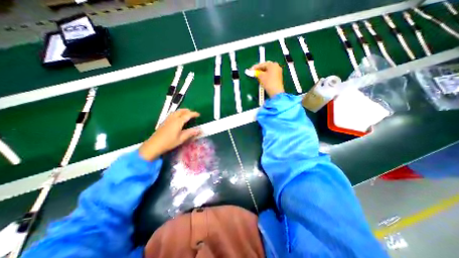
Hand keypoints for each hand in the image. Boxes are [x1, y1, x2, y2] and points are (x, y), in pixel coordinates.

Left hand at [139, 109, 200, 160]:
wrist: (154, 145)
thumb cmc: (169, 142)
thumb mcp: (181, 139)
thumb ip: (190, 133)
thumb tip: (199, 130)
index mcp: (178, 122)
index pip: (187, 115)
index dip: (194, 114)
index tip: (199, 114)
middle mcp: (173, 118)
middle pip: (181, 111)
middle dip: (188, 111)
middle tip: (193, 114)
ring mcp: (167, 119)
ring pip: (176, 112)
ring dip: (182, 111)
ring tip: (186, 114)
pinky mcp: (164, 122)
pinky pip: (172, 114)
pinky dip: (177, 113)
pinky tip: (177, 118)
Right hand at [251, 62, 282, 97]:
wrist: (276, 92)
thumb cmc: (268, 82)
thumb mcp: (261, 76)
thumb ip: (256, 72)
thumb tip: (253, 71)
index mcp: (273, 64)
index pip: (262, 64)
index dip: (255, 67)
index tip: (250, 70)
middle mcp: (276, 66)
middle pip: (265, 67)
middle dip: (259, 69)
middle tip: (253, 72)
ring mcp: (278, 72)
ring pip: (268, 71)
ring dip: (262, 73)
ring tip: (256, 76)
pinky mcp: (278, 77)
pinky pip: (270, 74)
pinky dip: (265, 75)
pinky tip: (262, 78)